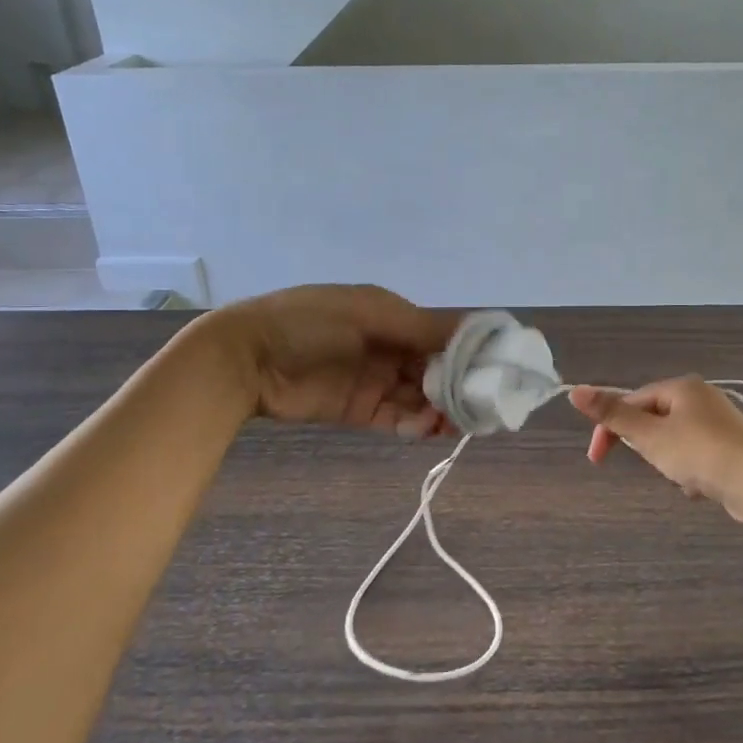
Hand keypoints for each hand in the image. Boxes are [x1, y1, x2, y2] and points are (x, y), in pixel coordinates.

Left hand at [209, 285, 459, 436]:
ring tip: (459, 422)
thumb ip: (419, 327)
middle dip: (459, 386)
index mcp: (394, 317)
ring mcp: (375, 381)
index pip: (443, 335)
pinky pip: (397, 419)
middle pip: (436, 369)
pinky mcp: (359, 410)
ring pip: (420, 398)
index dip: (469, 351)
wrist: (246, 357)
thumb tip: (473, 334)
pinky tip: (430, 430)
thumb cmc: (310, 322)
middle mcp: (390, 348)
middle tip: (482, 404)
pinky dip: (415, 425)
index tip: (497, 368)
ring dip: (440, 409)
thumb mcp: (367, 313)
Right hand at [568, 377, 742, 513]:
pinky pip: (698, 457)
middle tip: (653, 465)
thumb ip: (612, 415)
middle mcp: (702, 398)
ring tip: (683, 479)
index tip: (597, 459)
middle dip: (648, 447)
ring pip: (676, 442)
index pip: (633, 400)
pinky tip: (701, 488)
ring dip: (671, 463)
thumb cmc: (700, 453)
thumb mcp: (649, 435)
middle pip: (655, 420)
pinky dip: (693, 473)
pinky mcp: (733, 449)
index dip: (611, 428)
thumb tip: (574, 390)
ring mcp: (721, 423)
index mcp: (681, 387)